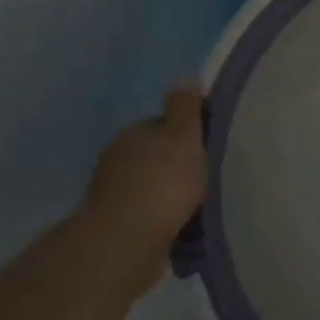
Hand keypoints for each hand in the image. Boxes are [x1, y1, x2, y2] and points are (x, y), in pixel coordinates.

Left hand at [83, 84, 207, 288]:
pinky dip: (162, 217)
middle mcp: (117, 158)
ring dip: (170, 194)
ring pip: (151, 186)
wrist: (126, 241)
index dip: (188, 136)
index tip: (208, 149)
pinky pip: (147, 213)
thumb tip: (184, 78)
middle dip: (178, 166)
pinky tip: (180, 226)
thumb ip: (185, 108)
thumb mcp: (184, 137)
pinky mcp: (115, 223)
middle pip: (156, 156)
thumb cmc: (163, 182)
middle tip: (207, 178)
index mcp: (134, 133)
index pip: (164, 126)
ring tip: (199, 206)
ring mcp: (112, 192)